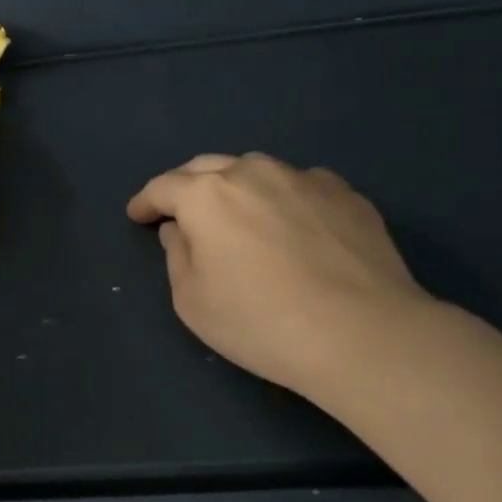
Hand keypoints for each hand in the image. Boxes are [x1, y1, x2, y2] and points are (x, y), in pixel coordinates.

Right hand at [127, 152, 432, 393]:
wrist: (363, 335)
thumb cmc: (260, 322)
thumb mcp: (192, 300)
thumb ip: (176, 255)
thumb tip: (180, 229)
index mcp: (206, 195)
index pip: (162, 187)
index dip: (145, 202)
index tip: (137, 216)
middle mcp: (252, 173)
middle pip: (207, 167)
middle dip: (186, 186)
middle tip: (180, 211)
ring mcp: (304, 178)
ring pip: (256, 170)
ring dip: (236, 186)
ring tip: (239, 214)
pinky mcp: (346, 194)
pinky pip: (300, 185)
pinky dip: (284, 198)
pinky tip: (293, 225)